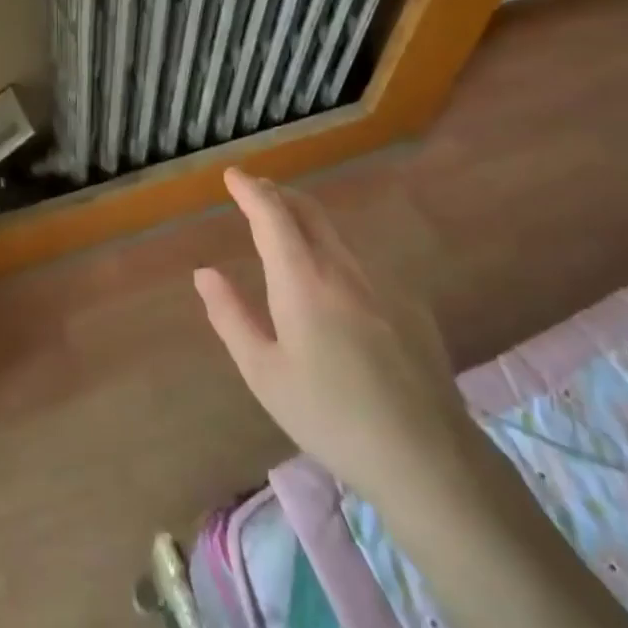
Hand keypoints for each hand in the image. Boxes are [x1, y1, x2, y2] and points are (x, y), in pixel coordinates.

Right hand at [194, 167, 470, 501]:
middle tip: (255, 191)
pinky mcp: (408, 305)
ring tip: (286, 231)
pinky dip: (333, 255)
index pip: (273, 215)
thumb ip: (231, 316)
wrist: (423, 453)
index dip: (250, 190)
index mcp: (303, 281)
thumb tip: (204, 272)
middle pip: (309, 212)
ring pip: (336, 236)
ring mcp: (382, 285)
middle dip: (278, 194)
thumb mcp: (264, 372)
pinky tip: (332, 286)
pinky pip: (360, 265)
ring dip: (306, 222)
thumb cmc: (328, 415)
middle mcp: (343, 269)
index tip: (232, 174)